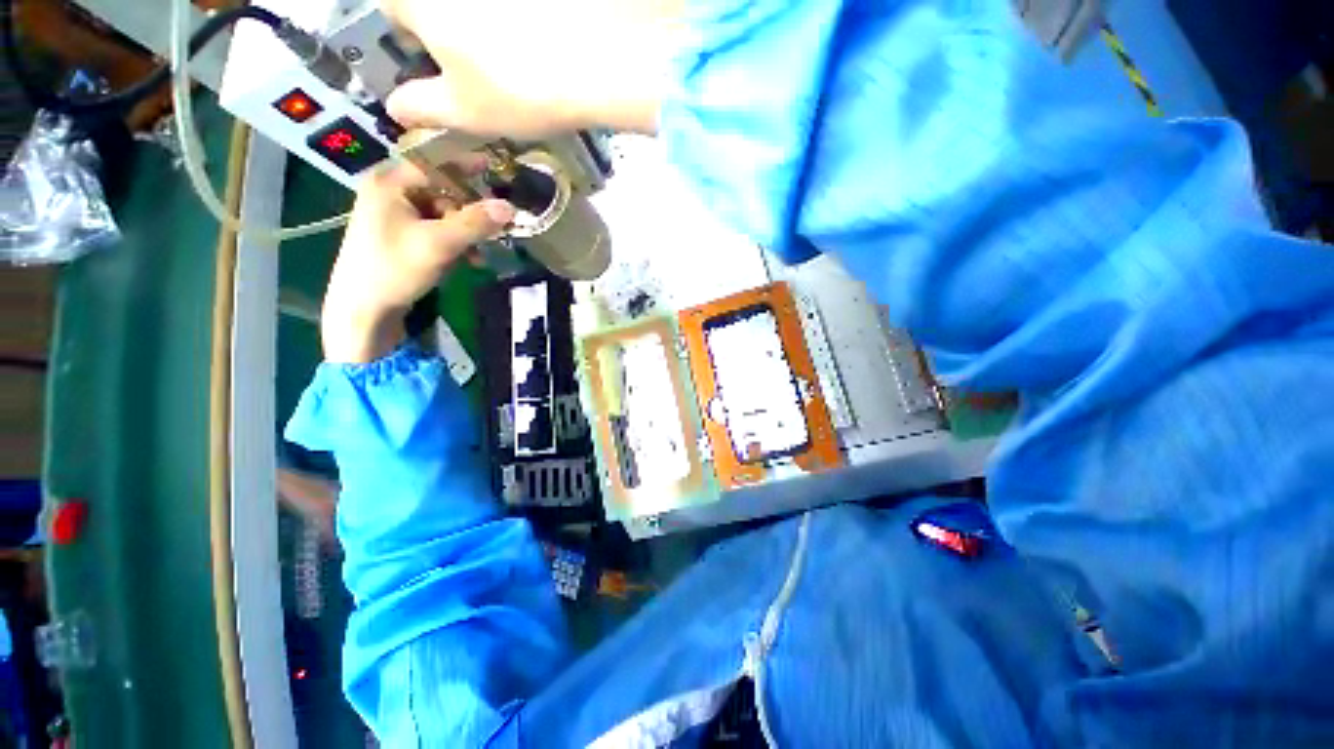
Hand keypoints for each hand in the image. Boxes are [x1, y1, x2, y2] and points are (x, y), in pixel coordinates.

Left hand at [322, 163, 514, 363]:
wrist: (364, 309)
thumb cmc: (395, 269)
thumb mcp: (440, 244)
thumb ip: (476, 223)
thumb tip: (511, 207)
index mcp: (390, 182)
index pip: (435, 162)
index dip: (468, 166)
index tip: (496, 171)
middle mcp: (391, 191)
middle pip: (443, 190)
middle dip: (471, 212)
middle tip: (494, 227)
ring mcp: (395, 214)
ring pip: (444, 213)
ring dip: (466, 233)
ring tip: (479, 255)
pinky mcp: (401, 235)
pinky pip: (437, 229)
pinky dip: (456, 243)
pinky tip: (469, 260)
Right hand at [381, 0, 681, 137]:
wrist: (596, 63)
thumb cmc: (519, 90)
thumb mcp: (464, 112)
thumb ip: (422, 107)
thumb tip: (398, 107)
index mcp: (420, 1)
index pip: (390, 12)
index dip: (406, 42)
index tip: (431, 70)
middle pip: (433, 8)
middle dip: (443, 35)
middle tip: (476, 72)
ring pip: (476, 12)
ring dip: (481, 30)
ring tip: (514, 61)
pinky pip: (510, 13)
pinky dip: (517, 25)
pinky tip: (538, 44)